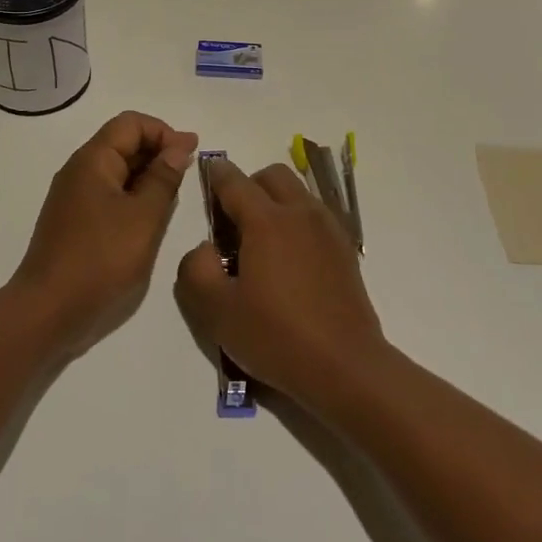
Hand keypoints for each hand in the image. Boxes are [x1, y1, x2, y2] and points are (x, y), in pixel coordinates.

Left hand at [11, 111, 197, 358]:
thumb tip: (178, 148)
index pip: (131, 123)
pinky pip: (108, 193)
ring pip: (116, 170)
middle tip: (190, 171)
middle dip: (157, 150)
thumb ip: (163, 179)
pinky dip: (133, 194)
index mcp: (92, 160)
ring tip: (176, 192)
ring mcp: (74, 197)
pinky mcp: (75, 221)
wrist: (48, 310)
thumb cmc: (100, 259)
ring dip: (147, 174)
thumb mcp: (143, 218)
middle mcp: (79, 170)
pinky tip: (152, 214)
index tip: (191, 152)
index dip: (163, 131)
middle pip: (122, 142)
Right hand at [174, 159, 385, 409]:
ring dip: (275, 201)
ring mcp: (327, 229)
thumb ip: (196, 269)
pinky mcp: (344, 248)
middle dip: (248, 185)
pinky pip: (314, 215)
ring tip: (261, 242)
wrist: (345, 367)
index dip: (215, 174)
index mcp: (266, 220)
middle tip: (233, 220)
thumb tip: (204, 248)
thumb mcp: (217, 312)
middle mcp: (300, 213)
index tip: (205, 176)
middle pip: (271, 175)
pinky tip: (289, 259)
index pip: (234, 181)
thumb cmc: (276, 337)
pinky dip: (297, 220)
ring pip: (297, 192)